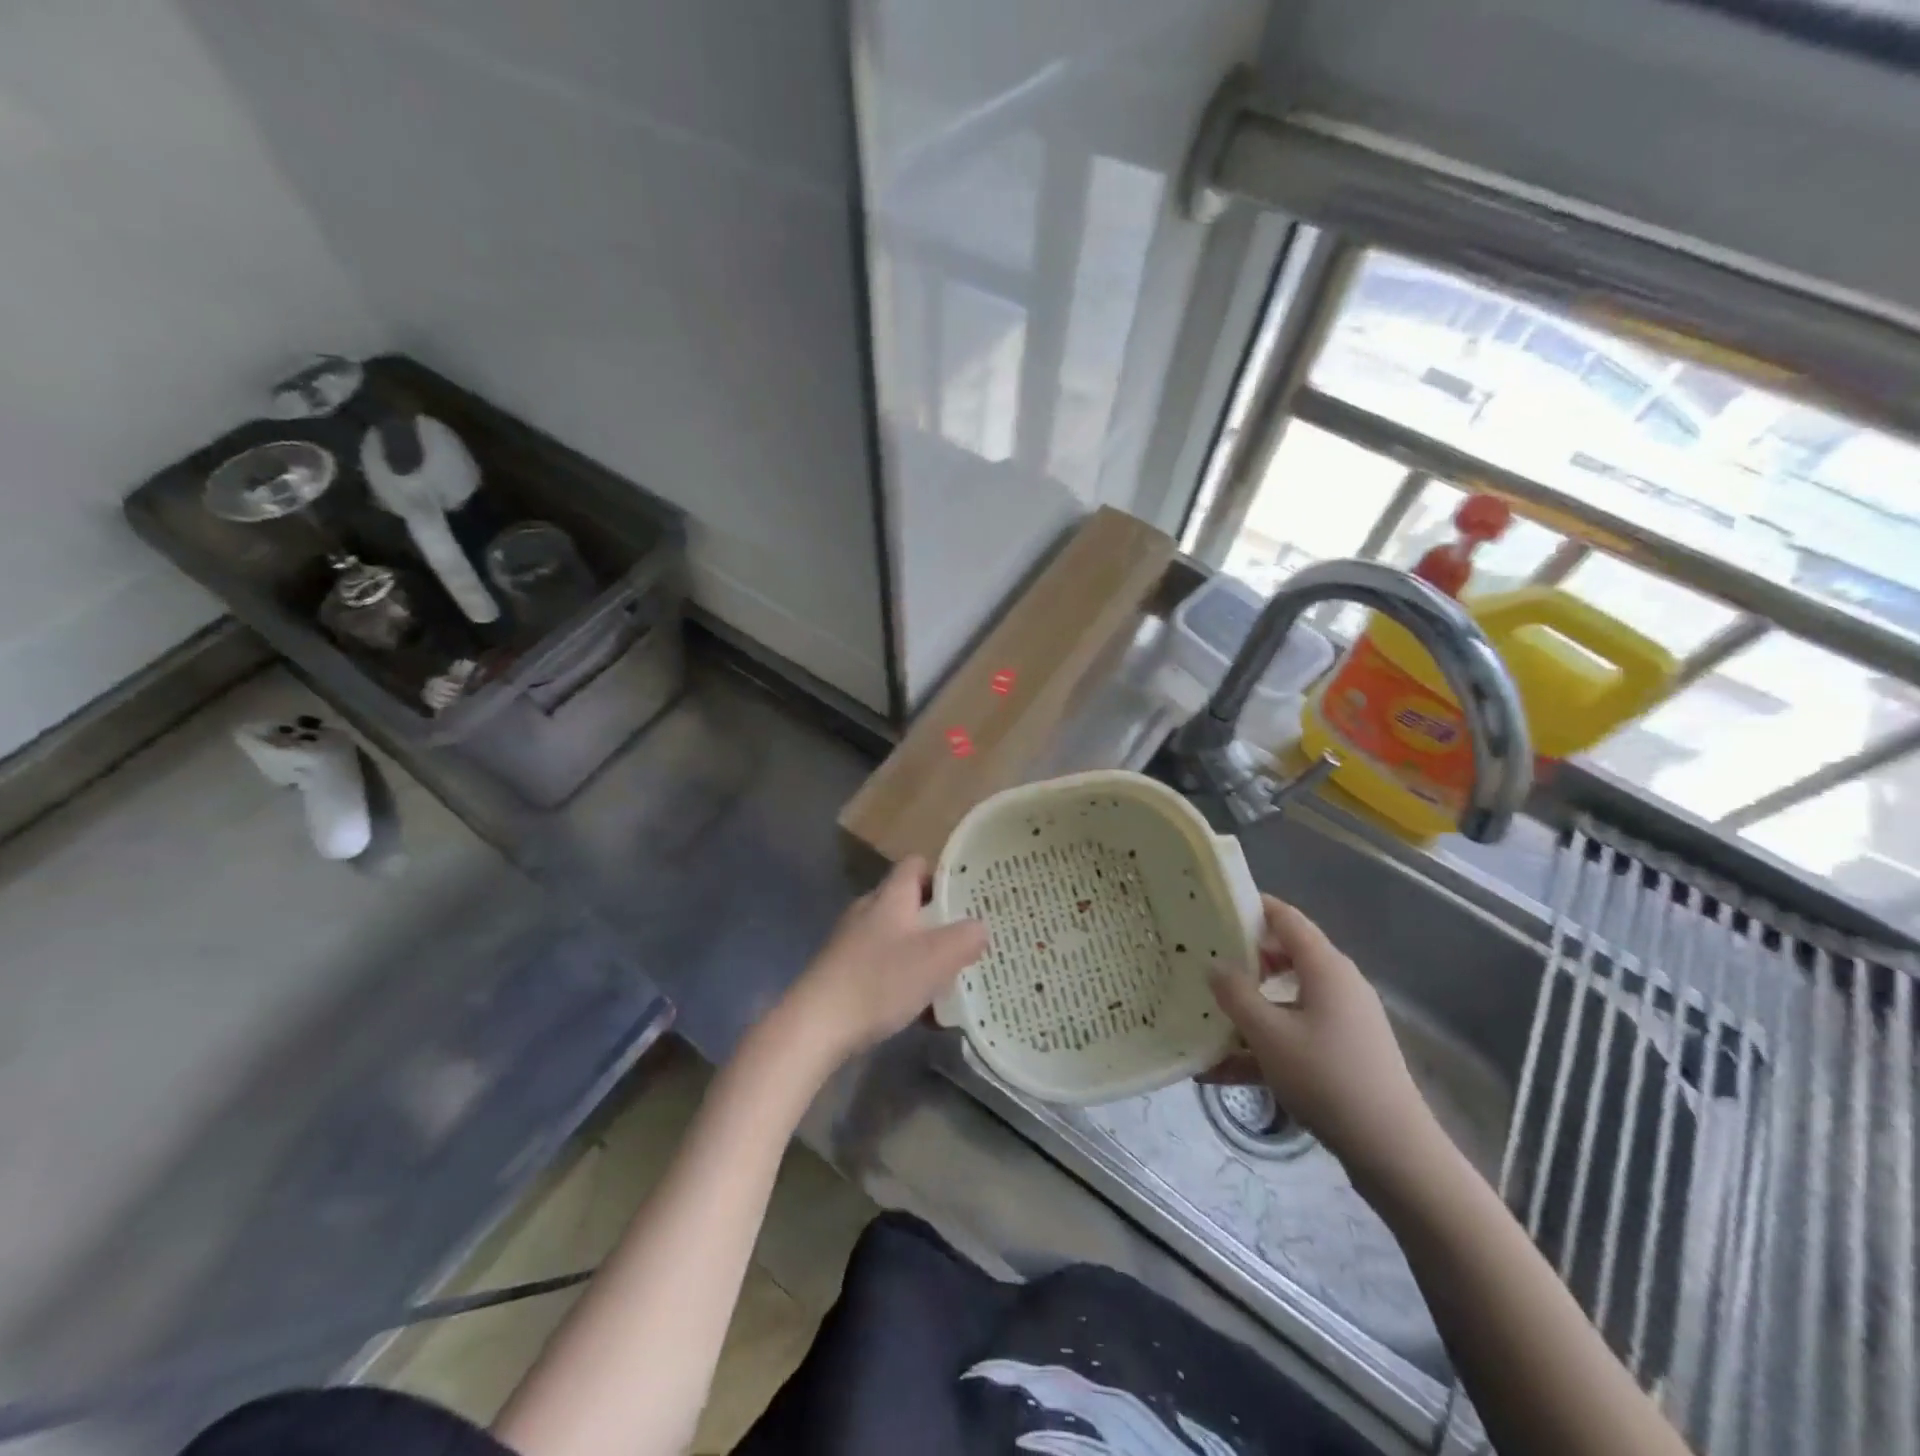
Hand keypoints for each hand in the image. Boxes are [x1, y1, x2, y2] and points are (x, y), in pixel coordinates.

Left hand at [775, 857, 986, 1070]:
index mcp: (890, 897)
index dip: (943, 874)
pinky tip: (919, 1011)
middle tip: (967, 938)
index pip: (916, 866)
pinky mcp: (842, 974)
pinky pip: (882, 968)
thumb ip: (966, 937)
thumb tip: (980, 927)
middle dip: (937, 920)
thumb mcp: (937, 958)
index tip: (969, 893)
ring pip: (897, 939)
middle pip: (907, 903)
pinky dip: (903, 981)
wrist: (816, 1025)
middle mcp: (868, 912)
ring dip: (922, 955)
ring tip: (949, 979)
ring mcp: (851, 943)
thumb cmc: (880, 981)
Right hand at [1206, 896, 1441, 1190]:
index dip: (1251, 907)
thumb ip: (1236, 994)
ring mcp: (1343, 1021)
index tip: (1213, 908)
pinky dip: (1262, 1045)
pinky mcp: (1343, 1053)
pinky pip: (1294, 1035)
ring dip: (1247, 1009)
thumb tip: (1215, 965)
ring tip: (1204, 1019)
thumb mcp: (1268, 1034)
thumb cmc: (1327, 1078)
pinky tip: (1220, 1071)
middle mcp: (1337, 985)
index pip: (1286, 918)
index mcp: (1325, 968)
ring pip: (1285, 1000)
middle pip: (1285, 956)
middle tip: (1201, 963)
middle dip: (1242, 960)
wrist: (1393, 1152)